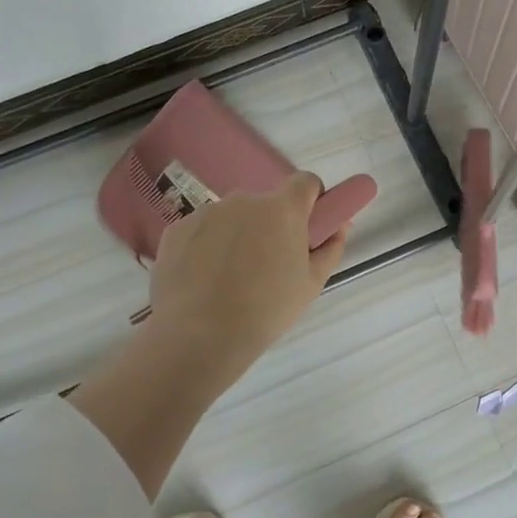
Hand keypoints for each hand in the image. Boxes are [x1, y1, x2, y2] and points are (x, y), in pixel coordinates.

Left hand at [145, 171, 347, 386]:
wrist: (201, 335)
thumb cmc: (267, 310)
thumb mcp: (312, 284)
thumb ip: (331, 248)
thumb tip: (340, 225)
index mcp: (282, 210)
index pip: (305, 182)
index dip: (311, 198)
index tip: (308, 223)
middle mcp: (243, 201)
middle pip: (265, 204)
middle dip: (270, 225)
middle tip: (268, 264)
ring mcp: (206, 212)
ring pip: (231, 218)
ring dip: (237, 236)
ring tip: (230, 278)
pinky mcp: (176, 229)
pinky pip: (201, 231)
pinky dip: (206, 247)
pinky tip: (203, 280)